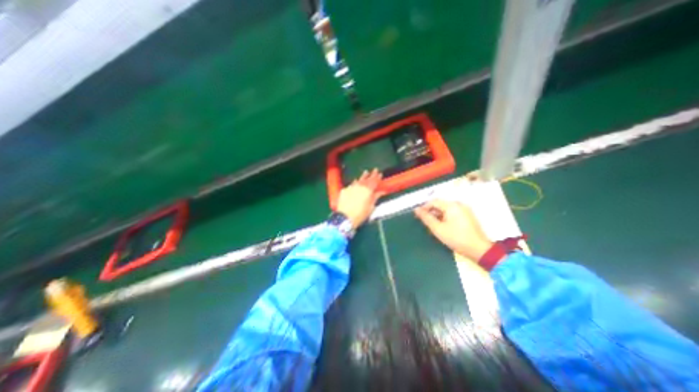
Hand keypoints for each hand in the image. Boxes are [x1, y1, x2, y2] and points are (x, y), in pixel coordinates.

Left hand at [336, 168, 383, 229]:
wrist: (345, 217)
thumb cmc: (360, 214)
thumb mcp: (371, 207)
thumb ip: (376, 197)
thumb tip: (381, 192)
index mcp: (368, 190)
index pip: (374, 181)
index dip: (377, 177)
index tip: (380, 173)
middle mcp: (360, 186)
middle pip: (366, 179)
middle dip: (371, 174)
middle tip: (375, 169)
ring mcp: (351, 187)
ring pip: (358, 180)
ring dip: (363, 176)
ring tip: (365, 172)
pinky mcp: (344, 190)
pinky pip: (351, 184)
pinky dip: (354, 182)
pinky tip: (355, 181)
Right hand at [410, 200, 492, 261]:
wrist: (479, 249)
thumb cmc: (456, 238)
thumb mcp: (438, 228)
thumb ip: (426, 218)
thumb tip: (416, 209)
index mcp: (452, 205)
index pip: (433, 202)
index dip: (424, 208)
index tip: (417, 216)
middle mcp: (459, 205)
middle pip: (440, 205)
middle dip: (431, 212)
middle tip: (424, 222)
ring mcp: (465, 210)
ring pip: (446, 209)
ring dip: (437, 216)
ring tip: (432, 226)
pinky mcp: (468, 216)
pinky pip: (452, 213)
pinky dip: (445, 218)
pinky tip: (442, 227)